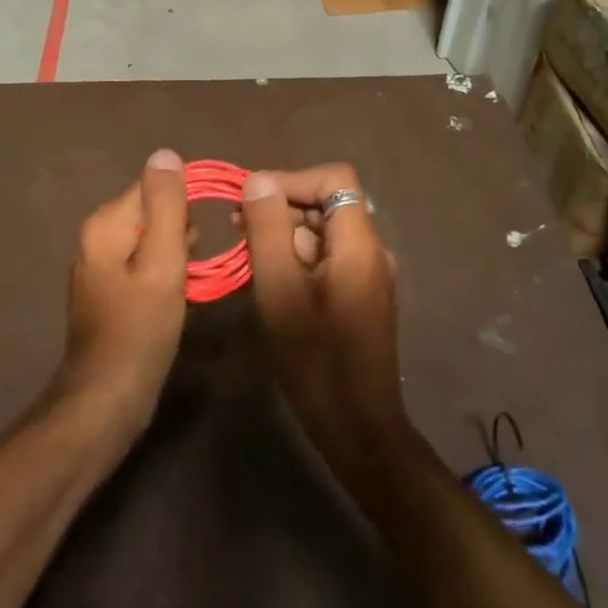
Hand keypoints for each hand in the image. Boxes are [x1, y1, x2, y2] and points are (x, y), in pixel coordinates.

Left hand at [56, 149, 190, 437]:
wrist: (107, 398)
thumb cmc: (140, 328)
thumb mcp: (162, 262)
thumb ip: (166, 206)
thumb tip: (166, 154)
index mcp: (104, 224)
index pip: (151, 186)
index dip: (183, 205)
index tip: (202, 235)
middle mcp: (96, 238)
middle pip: (150, 211)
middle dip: (179, 231)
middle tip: (192, 264)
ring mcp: (99, 266)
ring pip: (150, 239)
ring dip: (175, 252)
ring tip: (189, 280)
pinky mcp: (109, 291)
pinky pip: (143, 264)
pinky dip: (164, 272)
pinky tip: (176, 294)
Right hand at [240, 164, 415, 471]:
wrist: (357, 428)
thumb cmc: (316, 360)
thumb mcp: (280, 290)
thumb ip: (268, 230)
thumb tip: (257, 180)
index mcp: (359, 244)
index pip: (335, 179)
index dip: (292, 180)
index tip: (252, 202)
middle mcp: (370, 251)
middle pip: (327, 203)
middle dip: (281, 207)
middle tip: (237, 230)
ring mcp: (367, 275)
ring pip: (323, 232)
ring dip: (284, 234)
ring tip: (246, 255)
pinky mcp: (358, 296)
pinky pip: (325, 258)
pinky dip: (295, 257)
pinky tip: (268, 280)